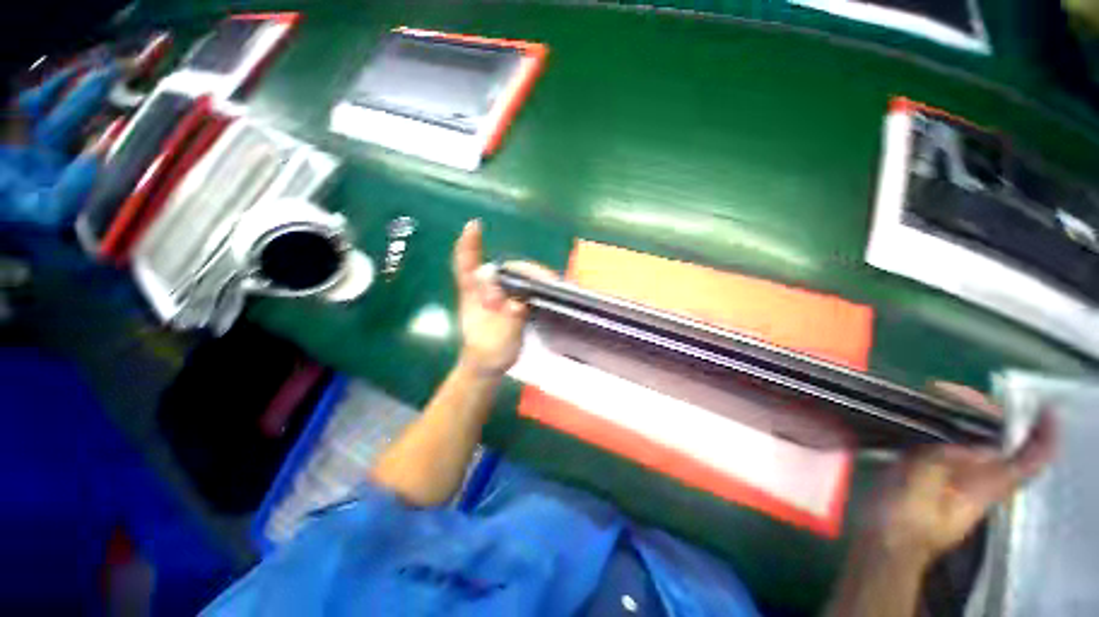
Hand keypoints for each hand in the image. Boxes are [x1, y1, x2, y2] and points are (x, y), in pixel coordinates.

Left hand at [452, 219, 555, 377]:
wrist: (488, 364)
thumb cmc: (487, 354)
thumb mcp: (496, 341)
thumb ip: (507, 323)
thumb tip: (519, 303)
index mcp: (472, 296)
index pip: (466, 265)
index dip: (469, 245)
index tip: (474, 226)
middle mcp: (484, 290)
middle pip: (500, 269)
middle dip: (521, 269)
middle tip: (545, 279)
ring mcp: (498, 295)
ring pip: (512, 276)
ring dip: (531, 275)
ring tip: (550, 283)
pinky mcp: (510, 302)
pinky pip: (521, 286)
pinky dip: (533, 282)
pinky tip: (546, 284)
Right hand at [869, 409, 1056, 565]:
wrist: (882, 541)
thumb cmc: (903, 522)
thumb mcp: (920, 493)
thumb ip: (942, 465)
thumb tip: (977, 444)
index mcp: (985, 487)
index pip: (1029, 460)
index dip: (1044, 434)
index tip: (1045, 408)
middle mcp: (980, 478)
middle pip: (1002, 441)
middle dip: (989, 412)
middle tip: (953, 391)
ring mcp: (957, 474)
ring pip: (976, 438)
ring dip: (963, 413)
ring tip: (936, 394)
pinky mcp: (934, 471)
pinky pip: (950, 440)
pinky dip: (943, 421)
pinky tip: (922, 410)